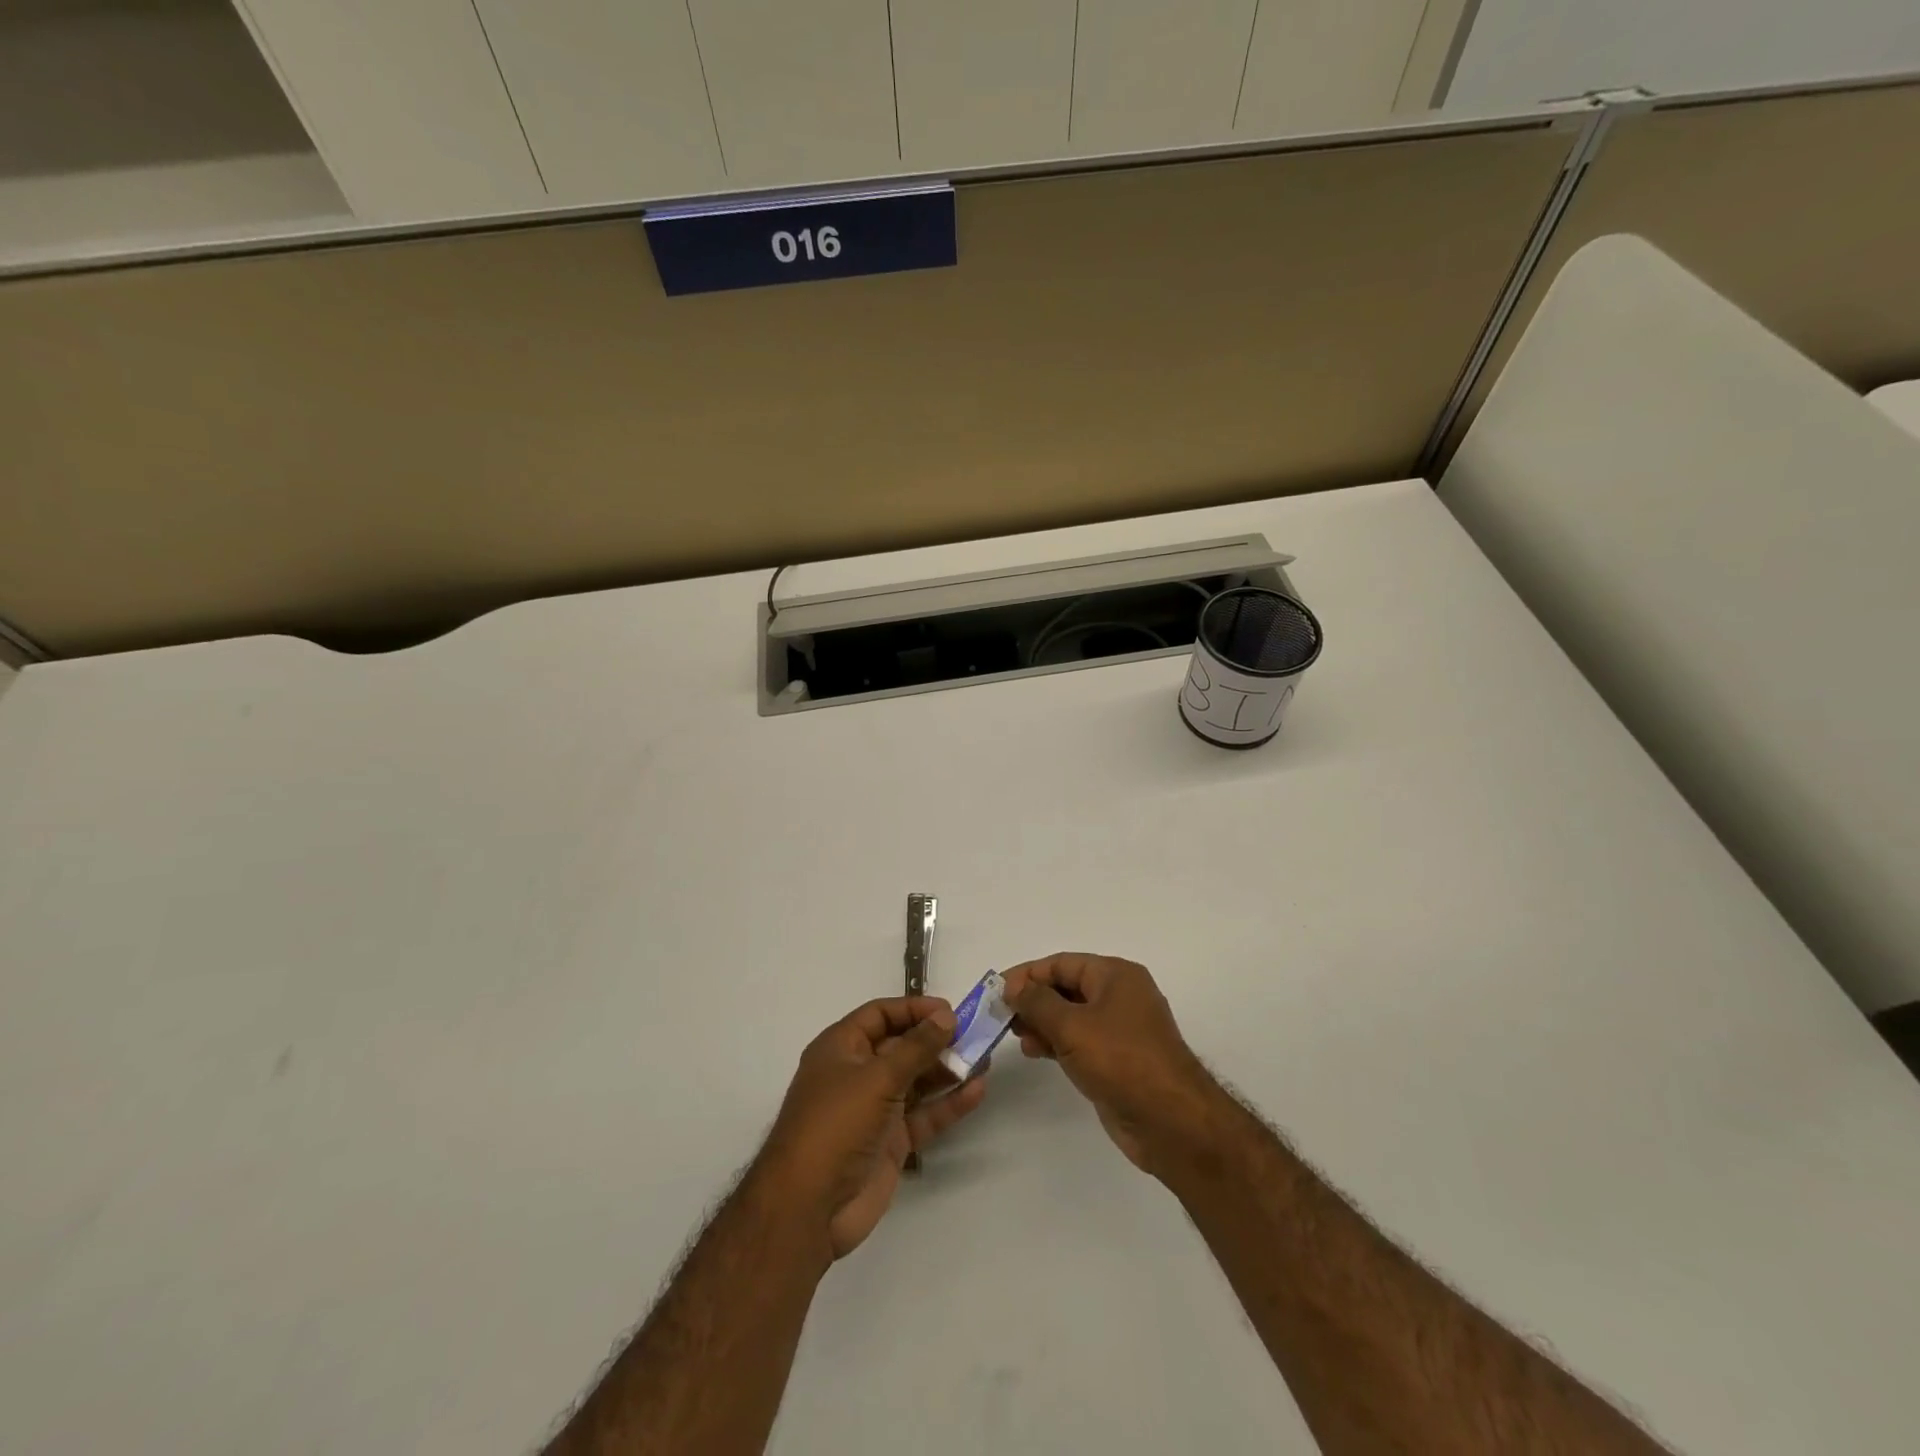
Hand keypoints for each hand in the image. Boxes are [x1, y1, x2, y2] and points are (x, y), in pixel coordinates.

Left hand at [756, 996, 987, 1259]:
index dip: (914, 1009)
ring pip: (917, 1081)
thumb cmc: (836, 1125)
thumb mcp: (877, 1078)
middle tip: (976, 1034)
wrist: (809, 1208)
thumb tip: (947, 1016)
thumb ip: (916, 1047)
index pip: (880, 1015)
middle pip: (902, 1046)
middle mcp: (858, 1074)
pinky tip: (977, 1091)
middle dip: (936, 1039)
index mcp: (841, 1048)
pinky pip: (924, 1114)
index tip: (950, 1011)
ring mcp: (875, 1109)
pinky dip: (949, 1103)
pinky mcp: (891, 1141)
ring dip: (947, 1069)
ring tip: (984, 1058)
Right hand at [1003, 954, 1219, 1178]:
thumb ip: (1037, 1002)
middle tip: (1001, 1016)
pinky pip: (1080, 1041)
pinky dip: (1056, 1042)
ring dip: (1042, 1023)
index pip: (1061, 963)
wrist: (1171, 1122)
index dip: (1027, 974)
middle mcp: (1120, 995)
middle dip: (1033, 999)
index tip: (996, 991)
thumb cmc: (1121, 1061)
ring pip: (1071, 1016)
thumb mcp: (1071, 1025)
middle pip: (1066, 987)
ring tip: (1016, 1036)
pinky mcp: (1118, 1059)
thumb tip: (1015, 987)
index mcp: (1115, 975)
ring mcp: (1120, 1029)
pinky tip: (1035, 1052)